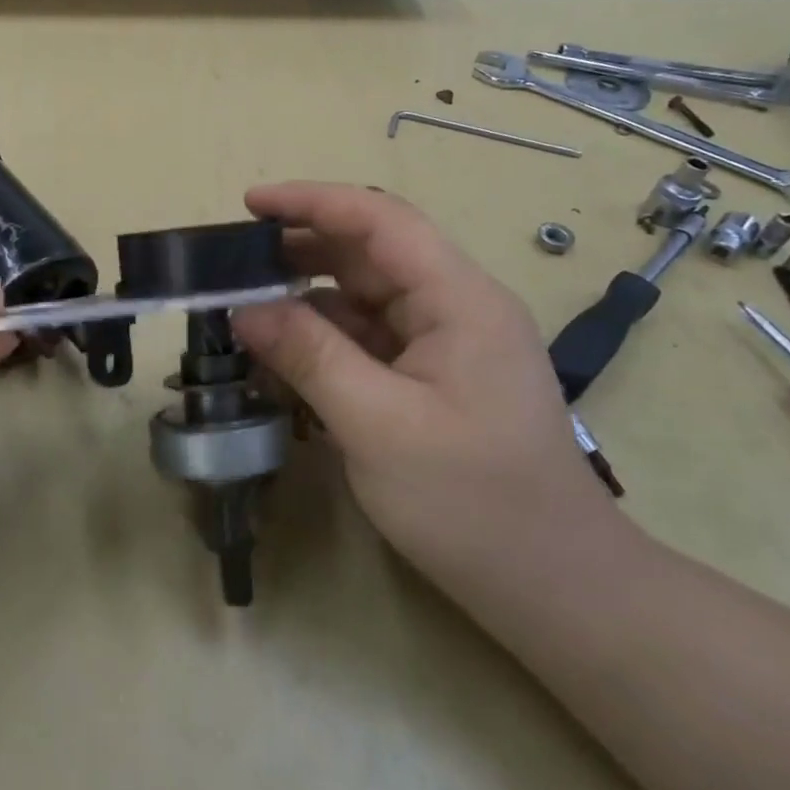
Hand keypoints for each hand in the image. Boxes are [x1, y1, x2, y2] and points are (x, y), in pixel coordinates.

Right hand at [231, 183, 638, 596]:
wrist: (553, 587)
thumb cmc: (472, 502)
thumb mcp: (376, 425)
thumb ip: (309, 356)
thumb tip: (243, 309)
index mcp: (458, 299)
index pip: (380, 220)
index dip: (313, 202)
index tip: (251, 204)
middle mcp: (456, 307)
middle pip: (372, 254)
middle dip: (303, 248)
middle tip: (235, 261)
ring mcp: (446, 345)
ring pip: (366, 298)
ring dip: (308, 297)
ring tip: (247, 304)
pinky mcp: (434, 379)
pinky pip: (371, 339)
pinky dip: (325, 338)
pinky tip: (284, 353)